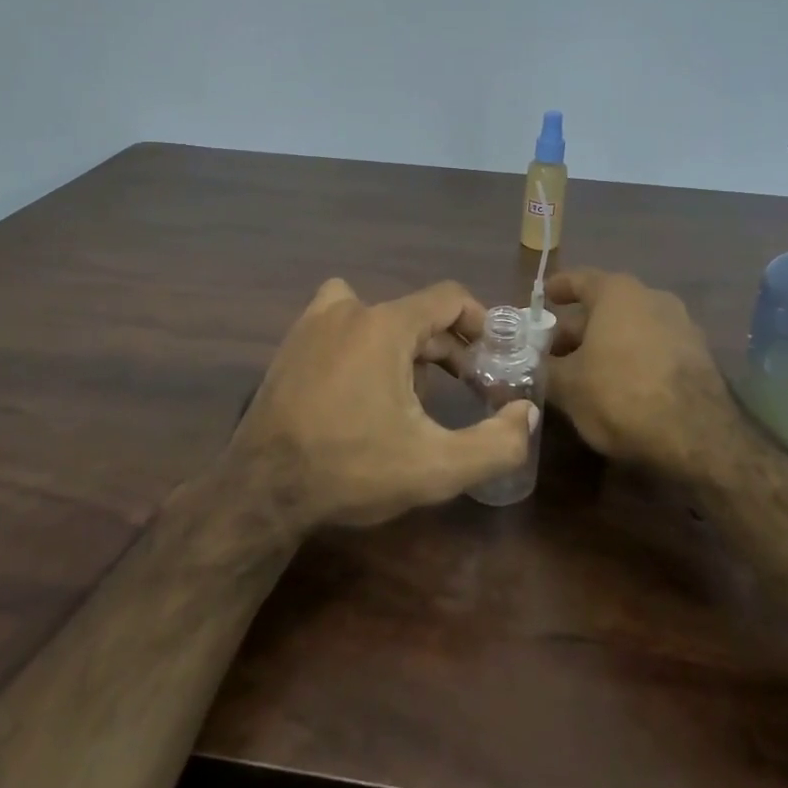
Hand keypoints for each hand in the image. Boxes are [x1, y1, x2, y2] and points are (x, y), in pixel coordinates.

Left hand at [230, 279, 537, 531]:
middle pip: (415, 312)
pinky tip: (364, 388)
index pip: (448, 297)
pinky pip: (343, 325)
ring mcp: (314, 323)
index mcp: (385, 325)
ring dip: (404, 345)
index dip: (479, 321)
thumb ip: (495, 443)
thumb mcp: (434, 468)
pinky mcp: (292, 343)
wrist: (262, 489)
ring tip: (413, 392)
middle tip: (464, 387)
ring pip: (378, 318)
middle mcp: (349, 309)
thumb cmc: (350, 470)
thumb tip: (526, 414)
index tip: (492, 355)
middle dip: (446, 347)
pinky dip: (364, 343)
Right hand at [545, 269, 743, 481]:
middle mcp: (652, 298)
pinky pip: (653, 349)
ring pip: (630, 329)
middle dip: (577, 329)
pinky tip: (617, 387)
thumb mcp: (568, 386)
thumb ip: (545, 369)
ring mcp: (681, 326)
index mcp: (618, 293)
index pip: (579, 279)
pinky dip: (631, 360)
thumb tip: (530, 365)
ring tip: (582, 372)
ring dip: (605, 345)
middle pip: (605, 307)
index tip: (543, 298)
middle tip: (552, 352)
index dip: (558, 288)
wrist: (698, 437)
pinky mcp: (699, 357)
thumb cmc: (621, 394)